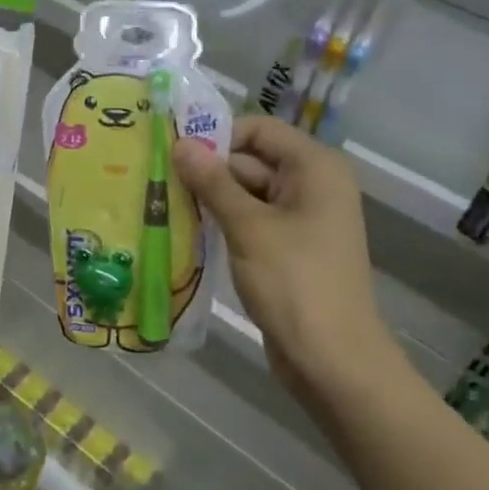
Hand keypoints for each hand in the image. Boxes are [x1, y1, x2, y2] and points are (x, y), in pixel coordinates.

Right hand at [173, 116, 403, 399]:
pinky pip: (250, 220)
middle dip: (206, 170)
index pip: (258, 129)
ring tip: (161, 201)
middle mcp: (311, 184)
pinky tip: (185, 227)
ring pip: (245, 192)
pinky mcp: (287, 247)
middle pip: (250, 160)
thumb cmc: (295, 284)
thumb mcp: (249, 227)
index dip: (217, 136)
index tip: (174, 152)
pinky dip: (222, 221)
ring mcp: (300, 218)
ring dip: (209, 198)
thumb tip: (180, 143)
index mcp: (314, 168)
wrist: (332, 361)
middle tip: (156, 178)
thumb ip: (213, 182)